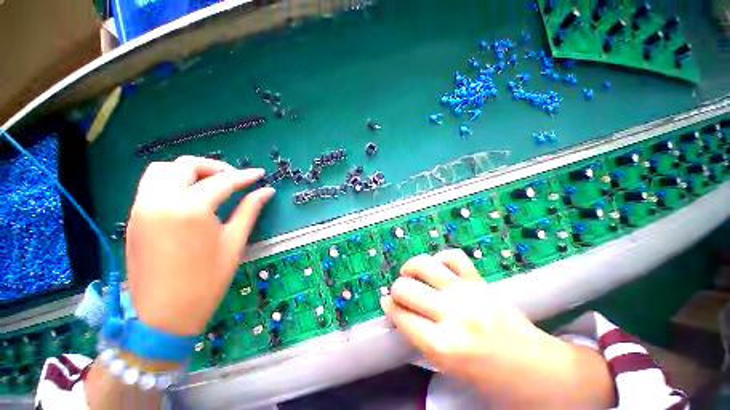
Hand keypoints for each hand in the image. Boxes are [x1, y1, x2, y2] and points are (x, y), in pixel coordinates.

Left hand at [125, 156, 274, 336]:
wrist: (164, 317)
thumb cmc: (207, 282)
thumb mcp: (234, 243)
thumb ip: (250, 211)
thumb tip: (267, 191)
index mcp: (191, 210)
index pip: (222, 182)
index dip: (244, 176)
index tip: (259, 174)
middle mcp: (161, 201)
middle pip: (186, 165)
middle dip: (214, 167)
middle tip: (234, 179)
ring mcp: (142, 208)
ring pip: (162, 170)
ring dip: (189, 171)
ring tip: (209, 184)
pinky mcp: (134, 218)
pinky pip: (151, 185)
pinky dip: (172, 181)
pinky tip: (189, 197)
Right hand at [381, 250, 613, 408]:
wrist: (539, 371)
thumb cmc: (491, 378)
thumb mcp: (448, 367)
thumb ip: (419, 337)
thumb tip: (396, 310)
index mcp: (444, 346)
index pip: (401, 316)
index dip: (389, 308)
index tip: (387, 304)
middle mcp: (453, 315)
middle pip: (406, 289)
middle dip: (396, 289)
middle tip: (399, 294)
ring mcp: (468, 294)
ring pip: (426, 266)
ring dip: (410, 267)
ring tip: (408, 272)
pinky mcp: (481, 282)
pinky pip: (455, 257)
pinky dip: (441, 257)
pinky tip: (437, 265)